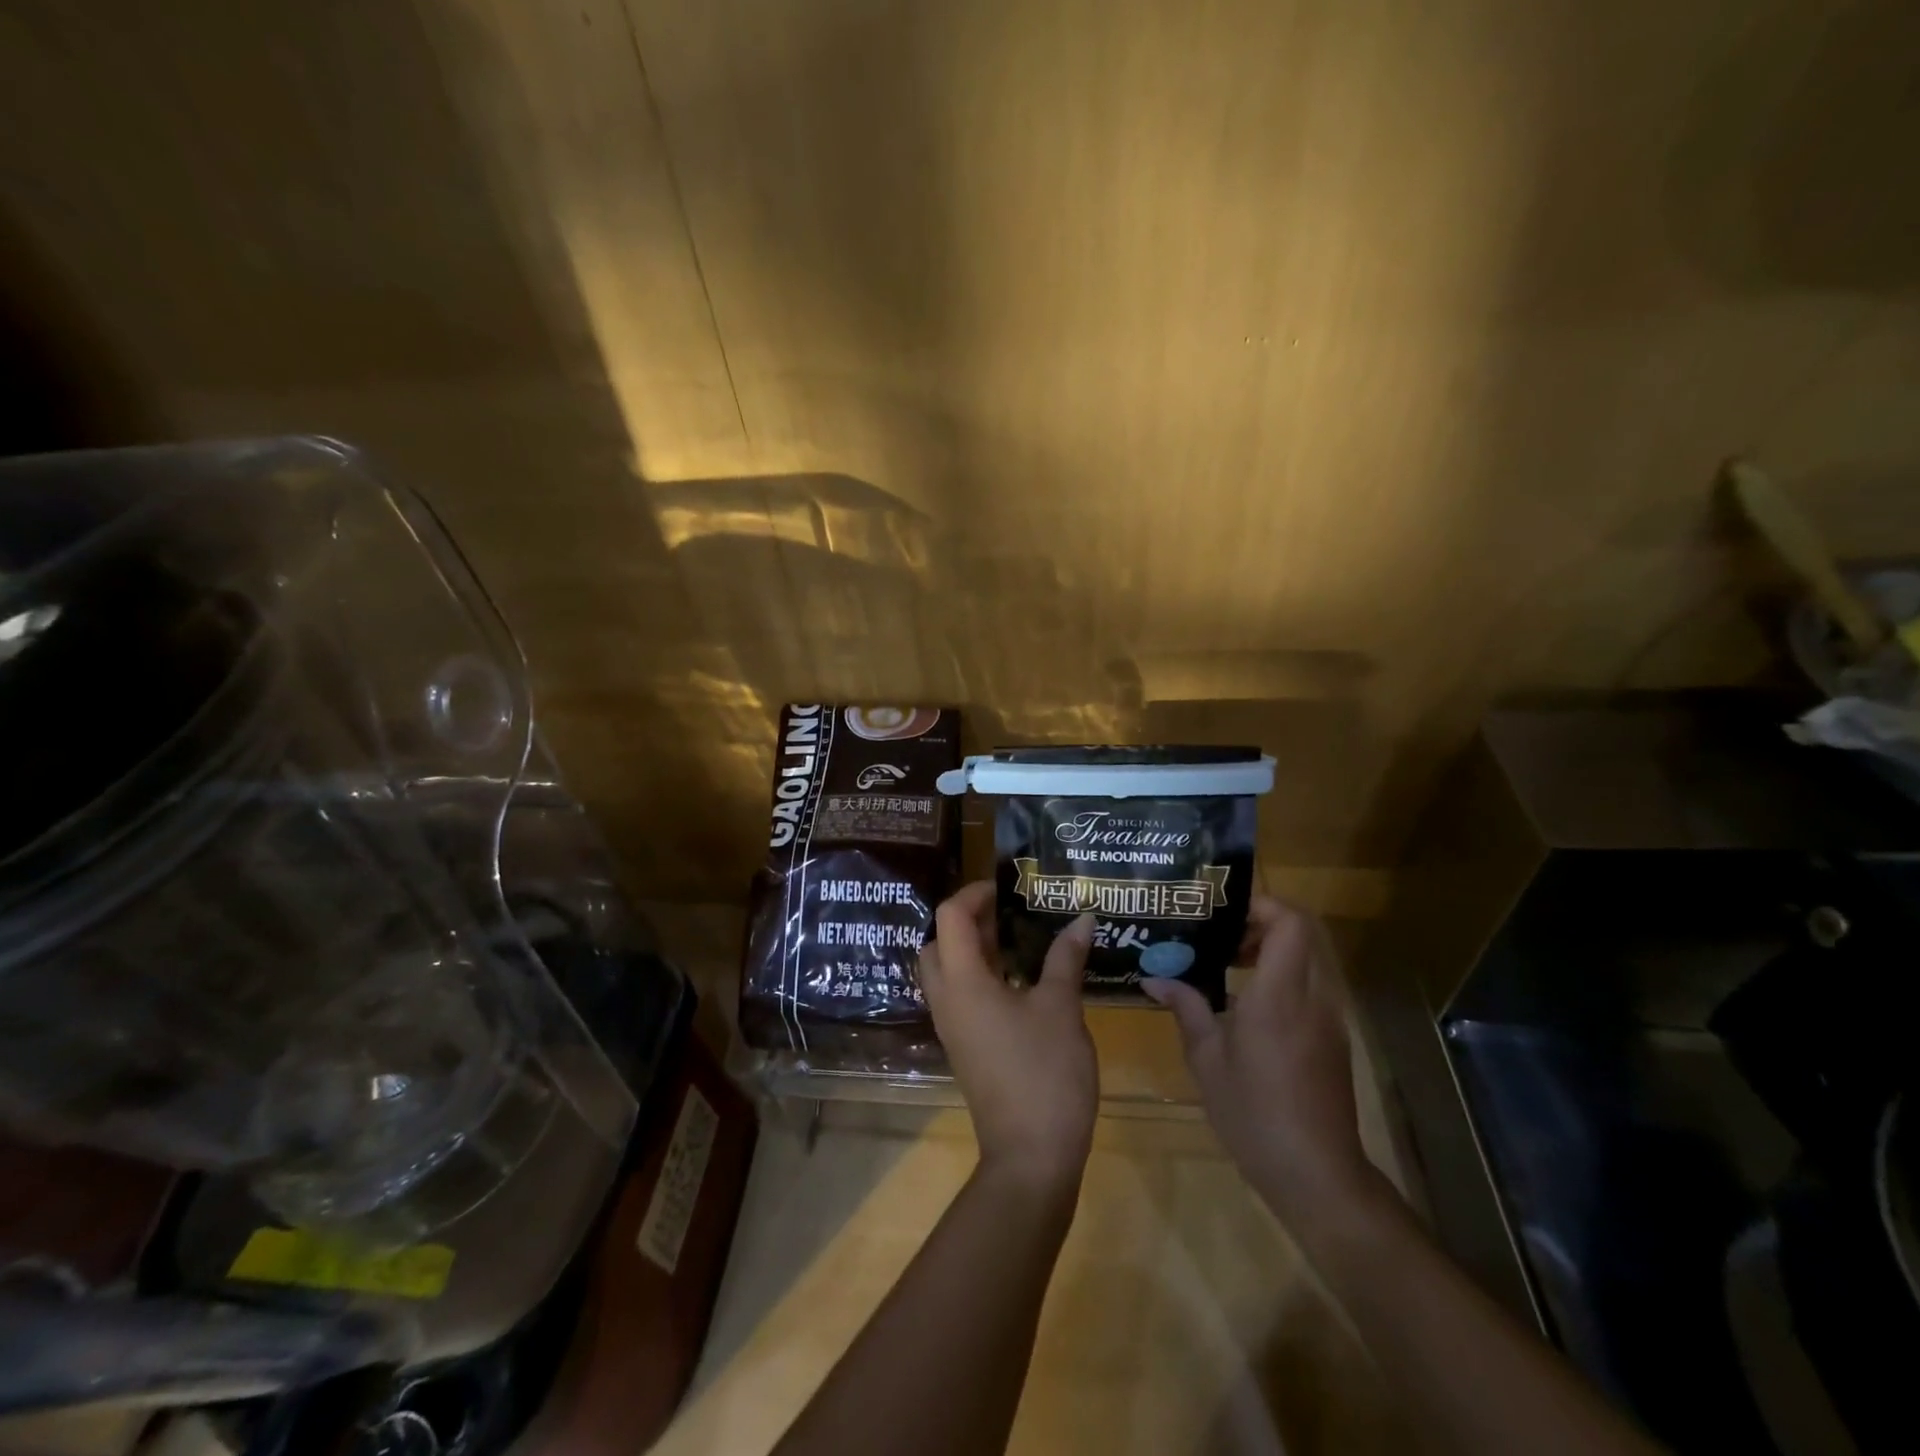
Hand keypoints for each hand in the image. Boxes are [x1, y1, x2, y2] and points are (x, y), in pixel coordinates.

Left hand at [918, 882, 1098, 1198]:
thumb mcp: (1061, 1008)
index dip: (975, 893)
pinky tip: (1021, 979)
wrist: (1030, 1156)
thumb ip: (1066, 958)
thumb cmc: (1044, 1073)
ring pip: (948, 971)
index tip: (1008, 889)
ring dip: (975, 949)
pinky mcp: (965, 1046)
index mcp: (962, 982)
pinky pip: (961, 996)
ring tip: (1019, 939)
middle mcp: (947, 999)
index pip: (950, 917)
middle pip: (938, 942)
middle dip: (968, 920)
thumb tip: (1081, 917)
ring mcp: (953, 1026)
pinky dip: (981, 976)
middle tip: (1009, 913)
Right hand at [1141, 895, 1384, 1233]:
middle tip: (1222, 935)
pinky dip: (1283, 977)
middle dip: (1264, 923)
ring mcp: (1329, 1019)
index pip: (1291, 923)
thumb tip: (1154, 978)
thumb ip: (1185, 1008)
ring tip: (1229, 964)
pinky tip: (1247, 1004)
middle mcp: (1313, 997)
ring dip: (1274, 950)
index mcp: (1280, 995)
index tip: (1224, 913)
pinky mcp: (1333, 1039)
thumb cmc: (1253, 1112)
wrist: (1316, 1173)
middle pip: (1304, 933)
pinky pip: (1311, 987)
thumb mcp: (1206, 1059)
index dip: (1262, 905)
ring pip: (1309, 959)